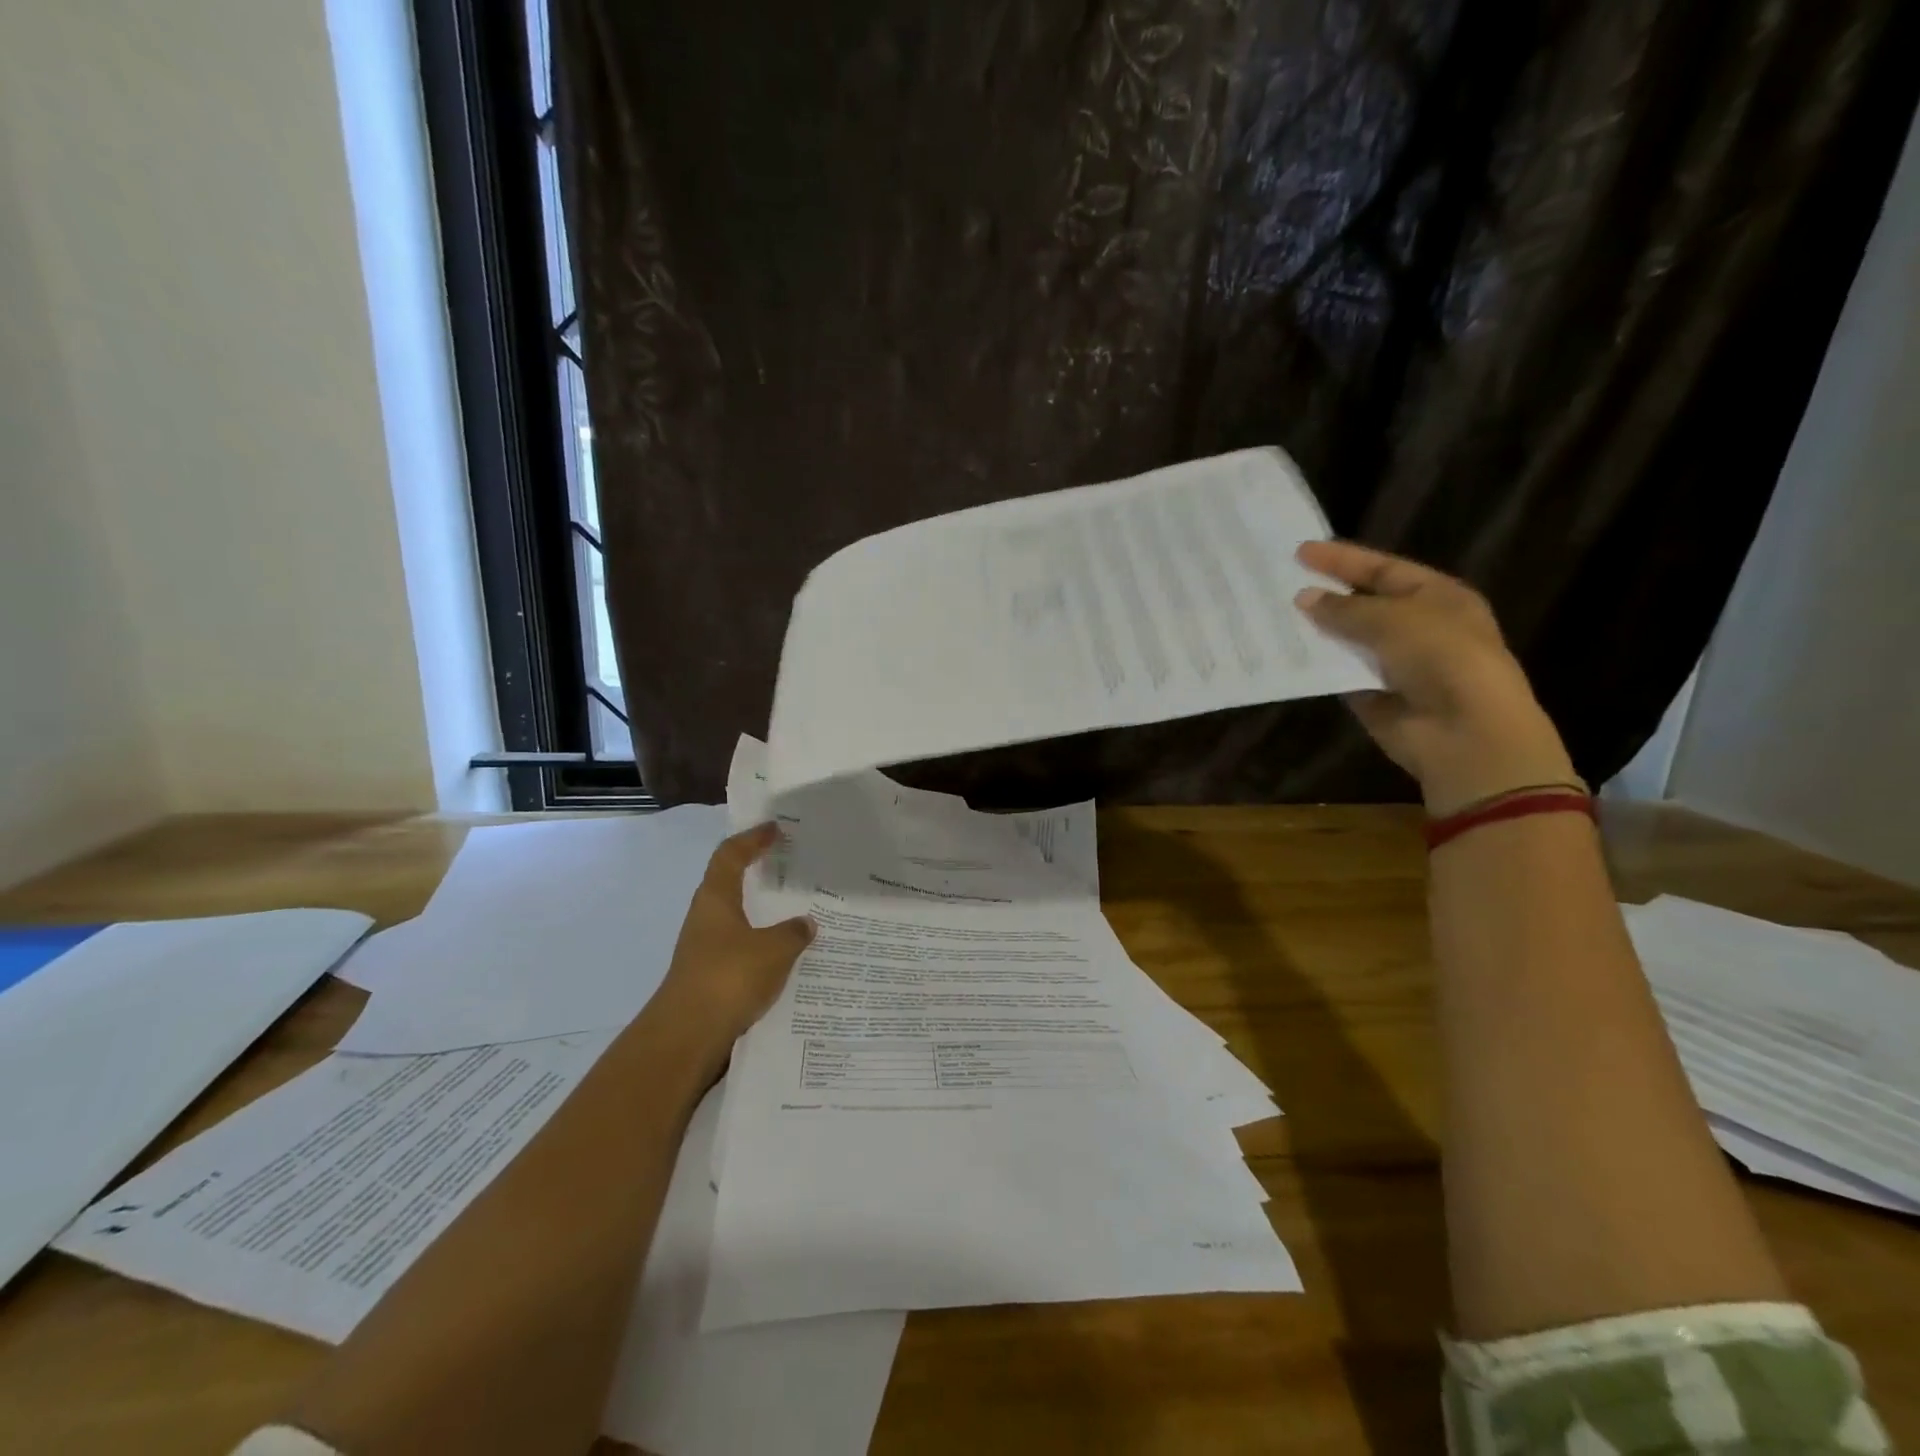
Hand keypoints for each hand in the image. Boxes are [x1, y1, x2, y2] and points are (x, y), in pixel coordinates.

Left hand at [654, 823, 812, 1049]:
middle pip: (731, 884)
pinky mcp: (711, 977)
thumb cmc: (728, 978)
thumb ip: (793, 933)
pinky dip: (763, 945)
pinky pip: (742, 949)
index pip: (731, 854)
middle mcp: (706, 918)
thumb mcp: (773, 950)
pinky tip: (788, 956)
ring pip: (738, 919)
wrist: (688, 1037)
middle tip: (791, 866)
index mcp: (715, 899)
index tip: (776, 829)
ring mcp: (705, 949)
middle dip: (759, 873)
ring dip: (763, 913)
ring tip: (799, 912)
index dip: (752, 838)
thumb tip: (806, 923)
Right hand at [1294, 540, 1578, 813]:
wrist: (1465, 732)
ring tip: (1273, 615)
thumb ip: (1345, 608)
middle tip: (1281, 581)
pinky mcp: (1374, 696)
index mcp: (1437, 597)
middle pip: (1363, 603)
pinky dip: (1317, 666)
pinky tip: (1285, 654)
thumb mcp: (1394, 619)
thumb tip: (1303, 598)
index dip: (1343, 559)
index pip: (1383, 569)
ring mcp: (1395, 664)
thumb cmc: (1442, 658)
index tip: (1300, 551)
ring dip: (1317, 630)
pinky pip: (1339, 674)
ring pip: (1348, 640)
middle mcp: (1418, 627)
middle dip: (1326, 593)